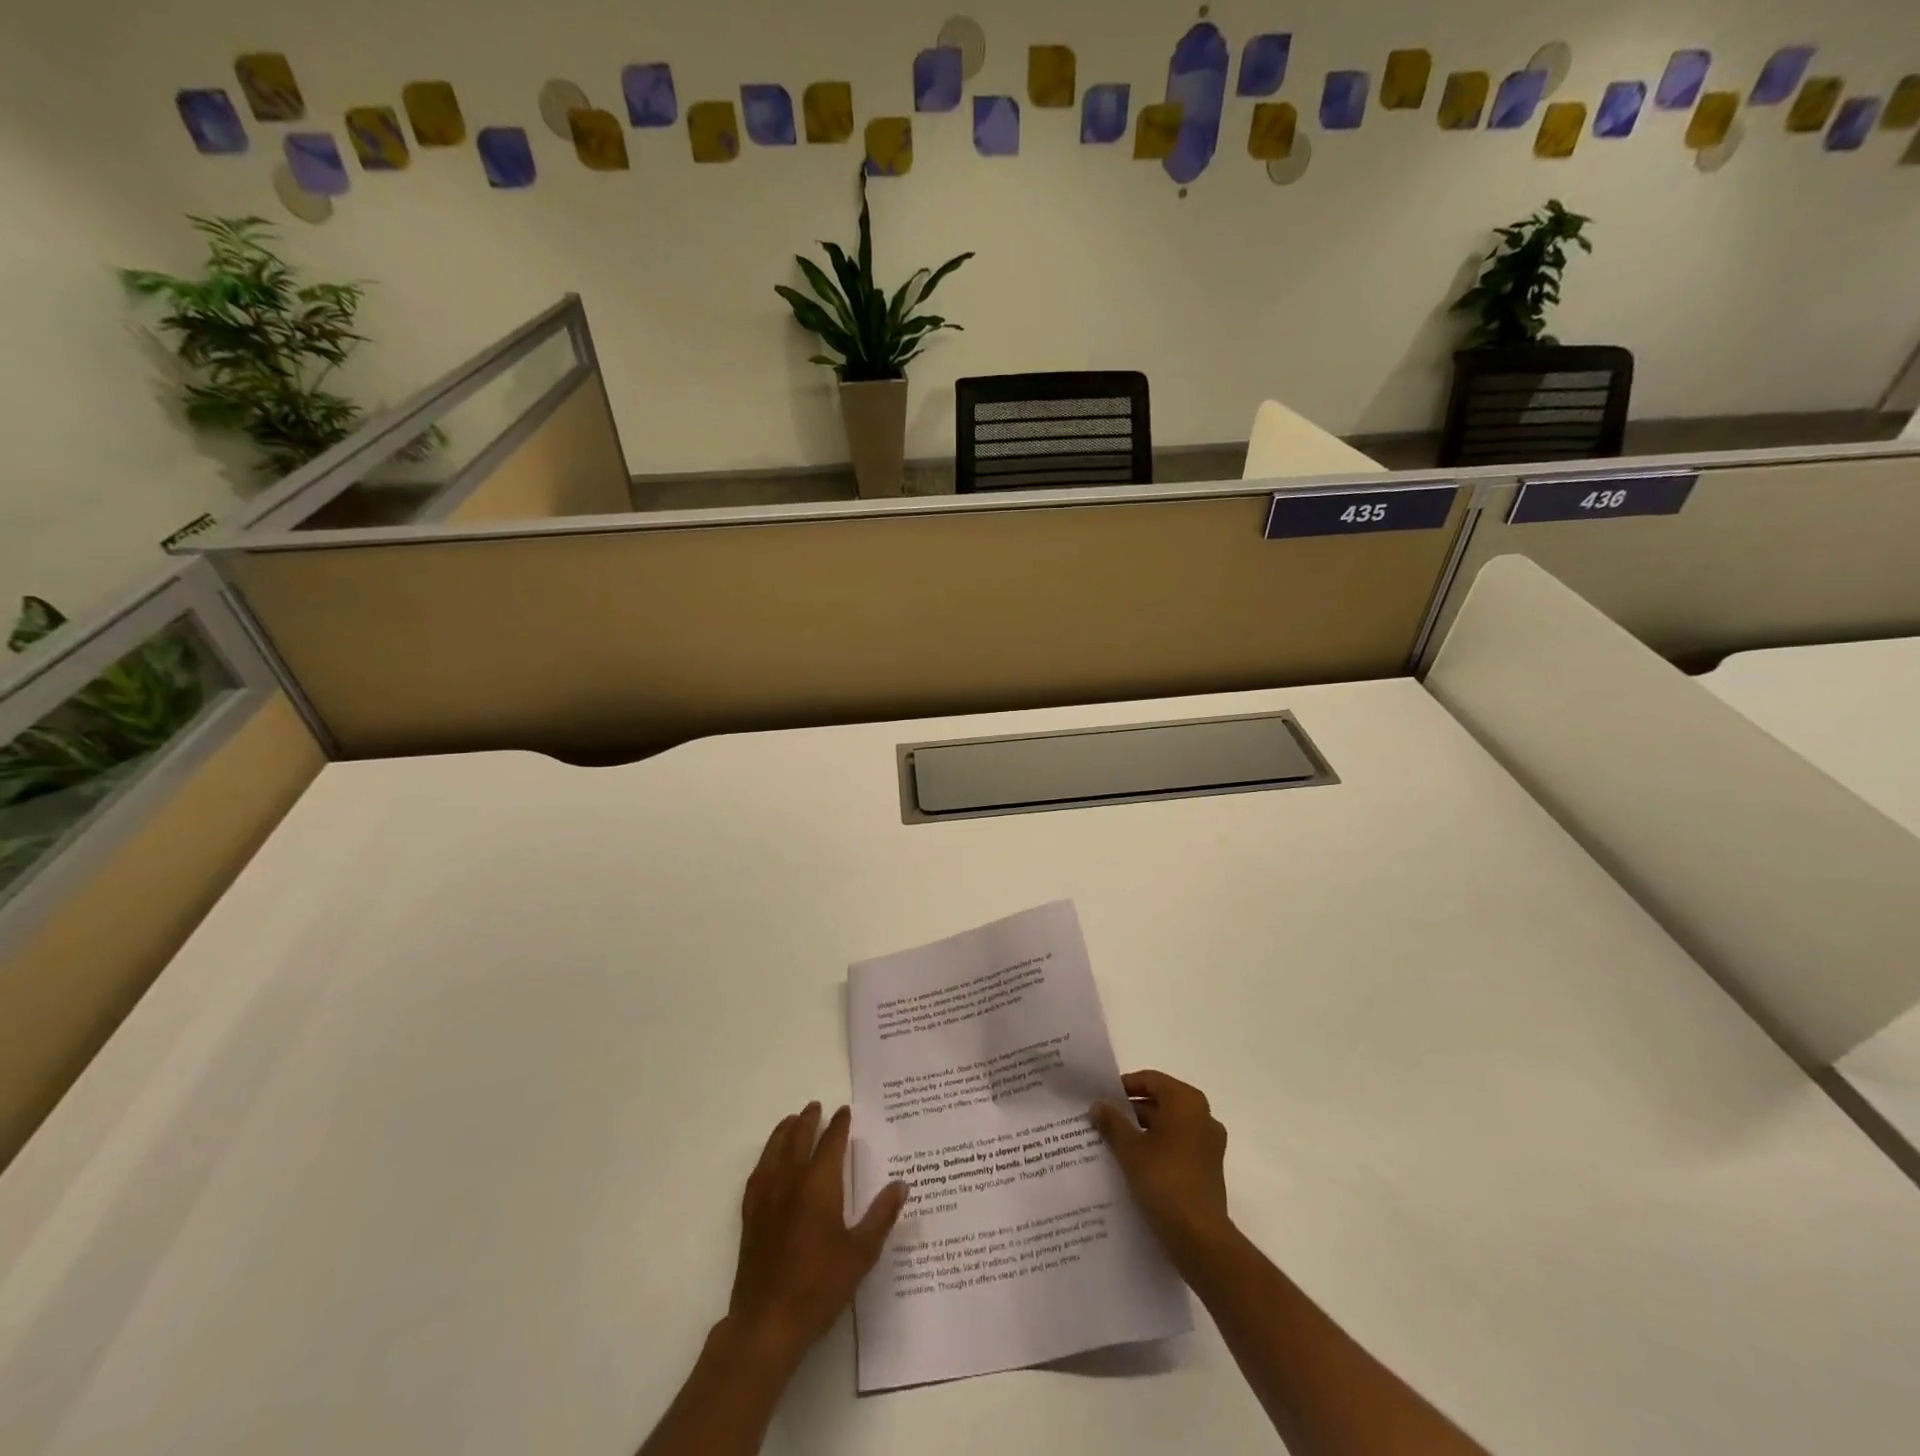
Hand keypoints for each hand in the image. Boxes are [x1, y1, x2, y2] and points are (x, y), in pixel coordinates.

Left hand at [727, 1101, 908, 1371]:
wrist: (768, 1322)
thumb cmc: (820, 1285)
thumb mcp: (861, 1252)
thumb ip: (881, 1215)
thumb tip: (901, 1184)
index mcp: (820, 1184)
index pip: (831, 1142)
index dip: (839, 1124)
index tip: (845, 1111)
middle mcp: (791, 1180)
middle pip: (799, 1138)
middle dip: (809, 1119)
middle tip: (816, 1106)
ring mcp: (767, 1197)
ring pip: (774, 1151)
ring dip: (784, 1131)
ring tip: (791, 1120)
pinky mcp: (751, 1216)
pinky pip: (757, 1175)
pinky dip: (765, 1159)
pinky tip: (768, 1162)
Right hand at [1091, 1069, 1232, 1269]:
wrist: (1200, 1239)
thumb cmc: (1164, 1181)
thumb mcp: (1130, 1149)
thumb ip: (1112, 1122)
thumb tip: (1097, 1105)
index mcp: (1187, 1102)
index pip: (1151, 1081)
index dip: (1124, 1087)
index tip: (1102, 1098)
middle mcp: (1203, 1117)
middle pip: (1161, 1102)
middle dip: (1131, 1111)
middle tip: (1103, 1120)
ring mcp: (1208, 1144)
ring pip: (1169, 1126)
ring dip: (1142, 1131)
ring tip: (1112, 1143)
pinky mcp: (1208, 1168)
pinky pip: (1178, 1147)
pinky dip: (1157, 1149)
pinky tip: (1133, 1164)